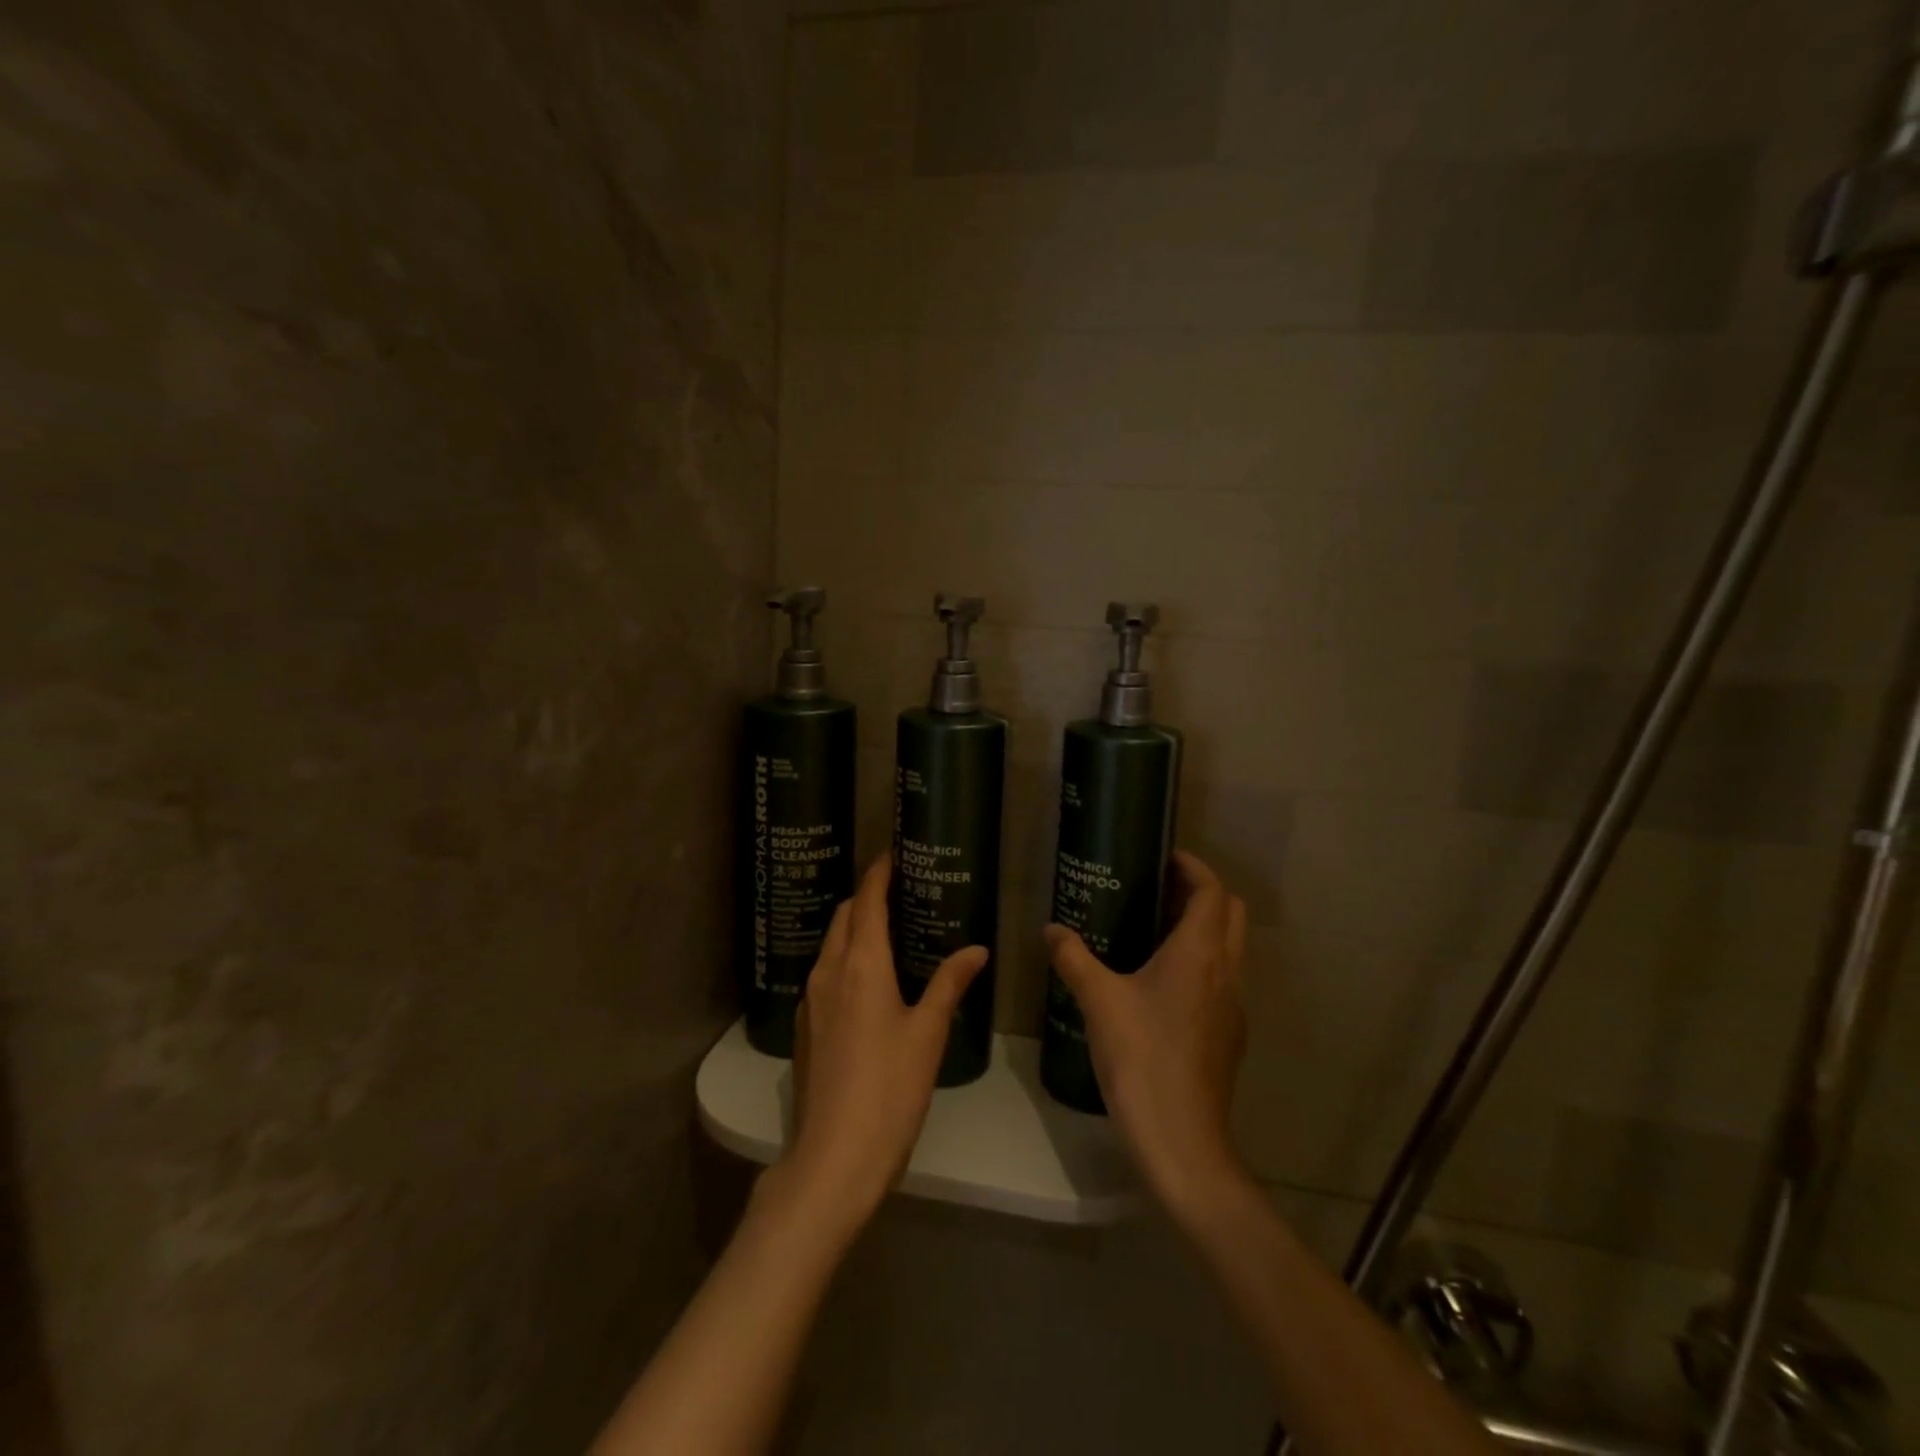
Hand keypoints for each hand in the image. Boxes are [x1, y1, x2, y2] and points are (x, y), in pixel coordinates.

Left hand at [782, 856, 987, 1234]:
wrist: (834, 1157)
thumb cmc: (890, 1088)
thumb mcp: (928, 1033)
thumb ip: (949, 984)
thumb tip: (976, 950)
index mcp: (861, 964)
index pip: (867, 901)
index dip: (878, 873)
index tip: (892, 854)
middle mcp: (829, 972)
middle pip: (843, 917)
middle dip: (865, 896)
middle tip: (897, 890)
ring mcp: (811, 1000)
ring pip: (830, 944)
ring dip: (852, 926)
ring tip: (886, 929)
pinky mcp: (805, 1027)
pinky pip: (824, 973)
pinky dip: (844, 957)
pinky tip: (866, 979)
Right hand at [1046, 850, 1249, 1219]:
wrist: (1181, 1140)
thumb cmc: (1141, 1057)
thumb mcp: (1098, 1000)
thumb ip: (1074, 958)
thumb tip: (1050, 930)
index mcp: (1200, 953)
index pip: (1213, 891)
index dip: (1193, 867)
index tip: (1164, 858)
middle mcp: (1226, 971)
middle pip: (1230, 913)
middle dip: (1202, 893)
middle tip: (1158, 890)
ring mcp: (1233, 1006)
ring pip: (1230, 948)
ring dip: (1204, 928)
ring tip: (1155, 930)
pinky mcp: (1229, 1035)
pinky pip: (1222, 979)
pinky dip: (1202, 962)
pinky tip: (1162, 984)